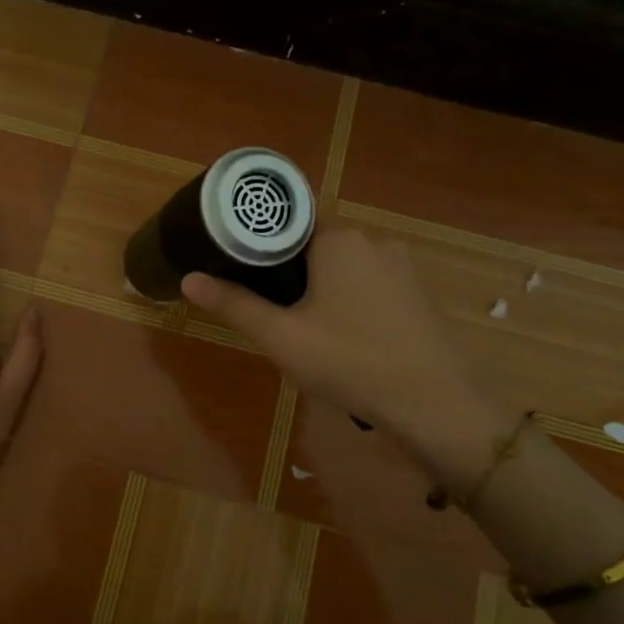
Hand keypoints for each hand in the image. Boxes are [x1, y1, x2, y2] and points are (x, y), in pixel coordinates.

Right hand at [180, 225, 504, 479]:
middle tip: (266, 304)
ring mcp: (400, 264)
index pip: (287, 219)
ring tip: (299, 322)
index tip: (238, 263)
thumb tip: (188, 279)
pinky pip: (368, 280)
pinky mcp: (415, 290)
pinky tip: (341, 332)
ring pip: (342, 263)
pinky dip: (347, 296)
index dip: (259, 240)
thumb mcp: (281, 336)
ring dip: (319, 284)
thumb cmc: (350, 361)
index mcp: (337, 239)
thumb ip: (234, 304)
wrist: (435, 403)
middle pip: (313, 241)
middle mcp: (372, 239)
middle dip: (288, 268)